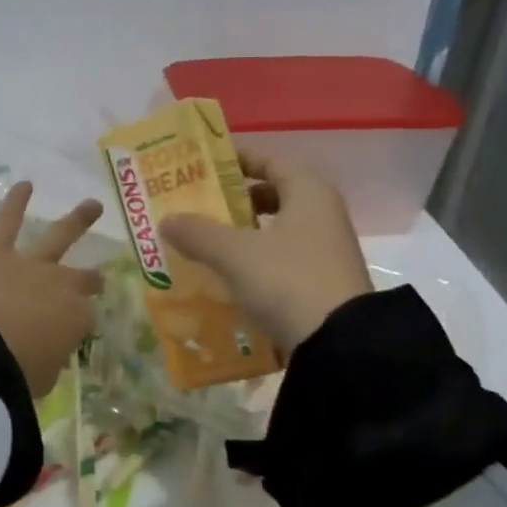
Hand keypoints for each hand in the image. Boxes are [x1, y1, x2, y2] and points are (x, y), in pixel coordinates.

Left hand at [0, 182, 103, 396]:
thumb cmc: (13, 373)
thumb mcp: (42, 380)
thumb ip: (48, 363)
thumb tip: (45, 356)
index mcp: (75, 319)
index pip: (84, 319)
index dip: (77, 327)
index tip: (68, 337)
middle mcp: (59, 285)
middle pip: (81, 279)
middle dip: (90, 279)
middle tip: (97, 279)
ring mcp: (30, 264)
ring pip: (58, 237)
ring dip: (77, 221)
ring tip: (92, 205)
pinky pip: (7, 222)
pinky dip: (15, 202)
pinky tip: (24, 184)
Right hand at [159, 152, 371, 353]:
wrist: (340, 346)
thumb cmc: (288, 281)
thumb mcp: (234, 254)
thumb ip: (198, 233)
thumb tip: (166, 220)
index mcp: (308, 192)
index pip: (268, 160)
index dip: (234, 160)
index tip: (201, 166)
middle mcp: (322, 214)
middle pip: (271, 195)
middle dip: (232, 200)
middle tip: (195, 207)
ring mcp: (324, 250)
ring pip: (274, 229)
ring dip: (241, 233)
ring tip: (203, 242)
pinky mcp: (321, 282)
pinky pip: (280, 258)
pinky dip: (254, 260)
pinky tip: (226, 275)